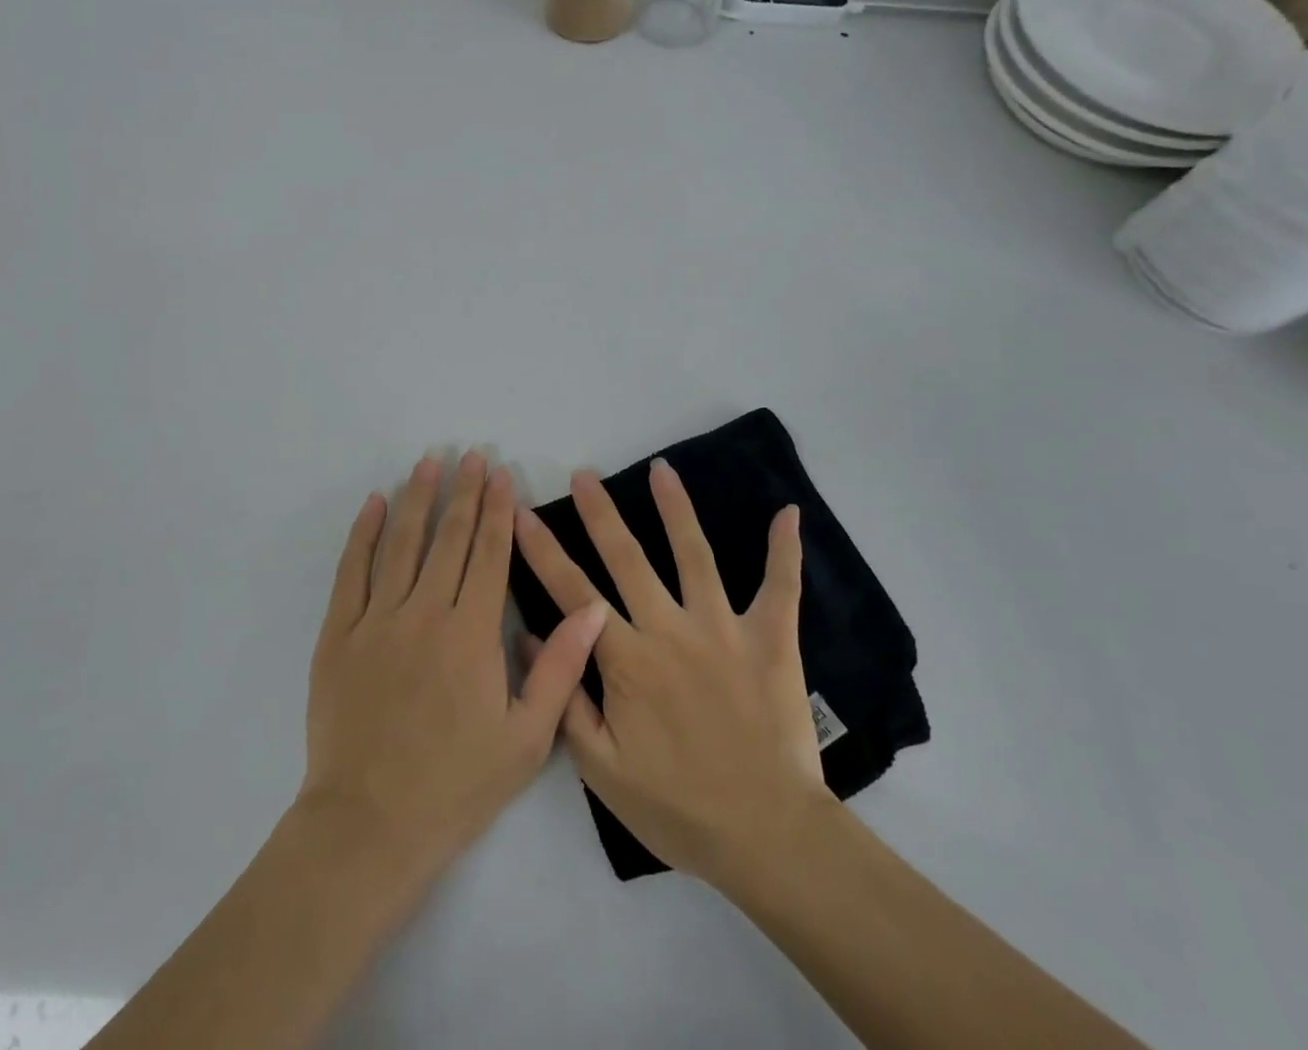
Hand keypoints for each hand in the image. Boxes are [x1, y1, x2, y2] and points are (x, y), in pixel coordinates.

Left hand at [300, 451, 609, 880]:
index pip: (488, 555)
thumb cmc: (456, 786)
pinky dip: (363, 534)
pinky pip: (351, 572)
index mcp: (471, 635)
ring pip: (401, 544)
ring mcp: (376, 621)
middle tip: (472, 454)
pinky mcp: (339, 635)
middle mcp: (424, 614)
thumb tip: (592, 608)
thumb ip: (560, 668)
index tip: (501, 475)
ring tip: (428, 462)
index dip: (497, 511)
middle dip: (463, 493)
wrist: (369, 825)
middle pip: (448, 538)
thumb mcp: (526, 740)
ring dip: (417, 498)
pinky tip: (374, 505)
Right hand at [514, 459, 834, 883]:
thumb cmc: (678, 807)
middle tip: (582, 474)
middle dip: (599, 513)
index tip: (520, 512)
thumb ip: (565, 698)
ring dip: (675, 508)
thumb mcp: (601, 770)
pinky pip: (780, 587)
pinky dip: (784, 550)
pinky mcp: (770, 639)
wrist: (766, 837)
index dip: (542, 550)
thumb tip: (532, 636)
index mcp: (627, 659)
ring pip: (694, 555)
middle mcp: (671, 629)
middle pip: (627, 558)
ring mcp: (723, 628)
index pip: (573, 592)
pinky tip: (786, 513)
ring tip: (661, 469)